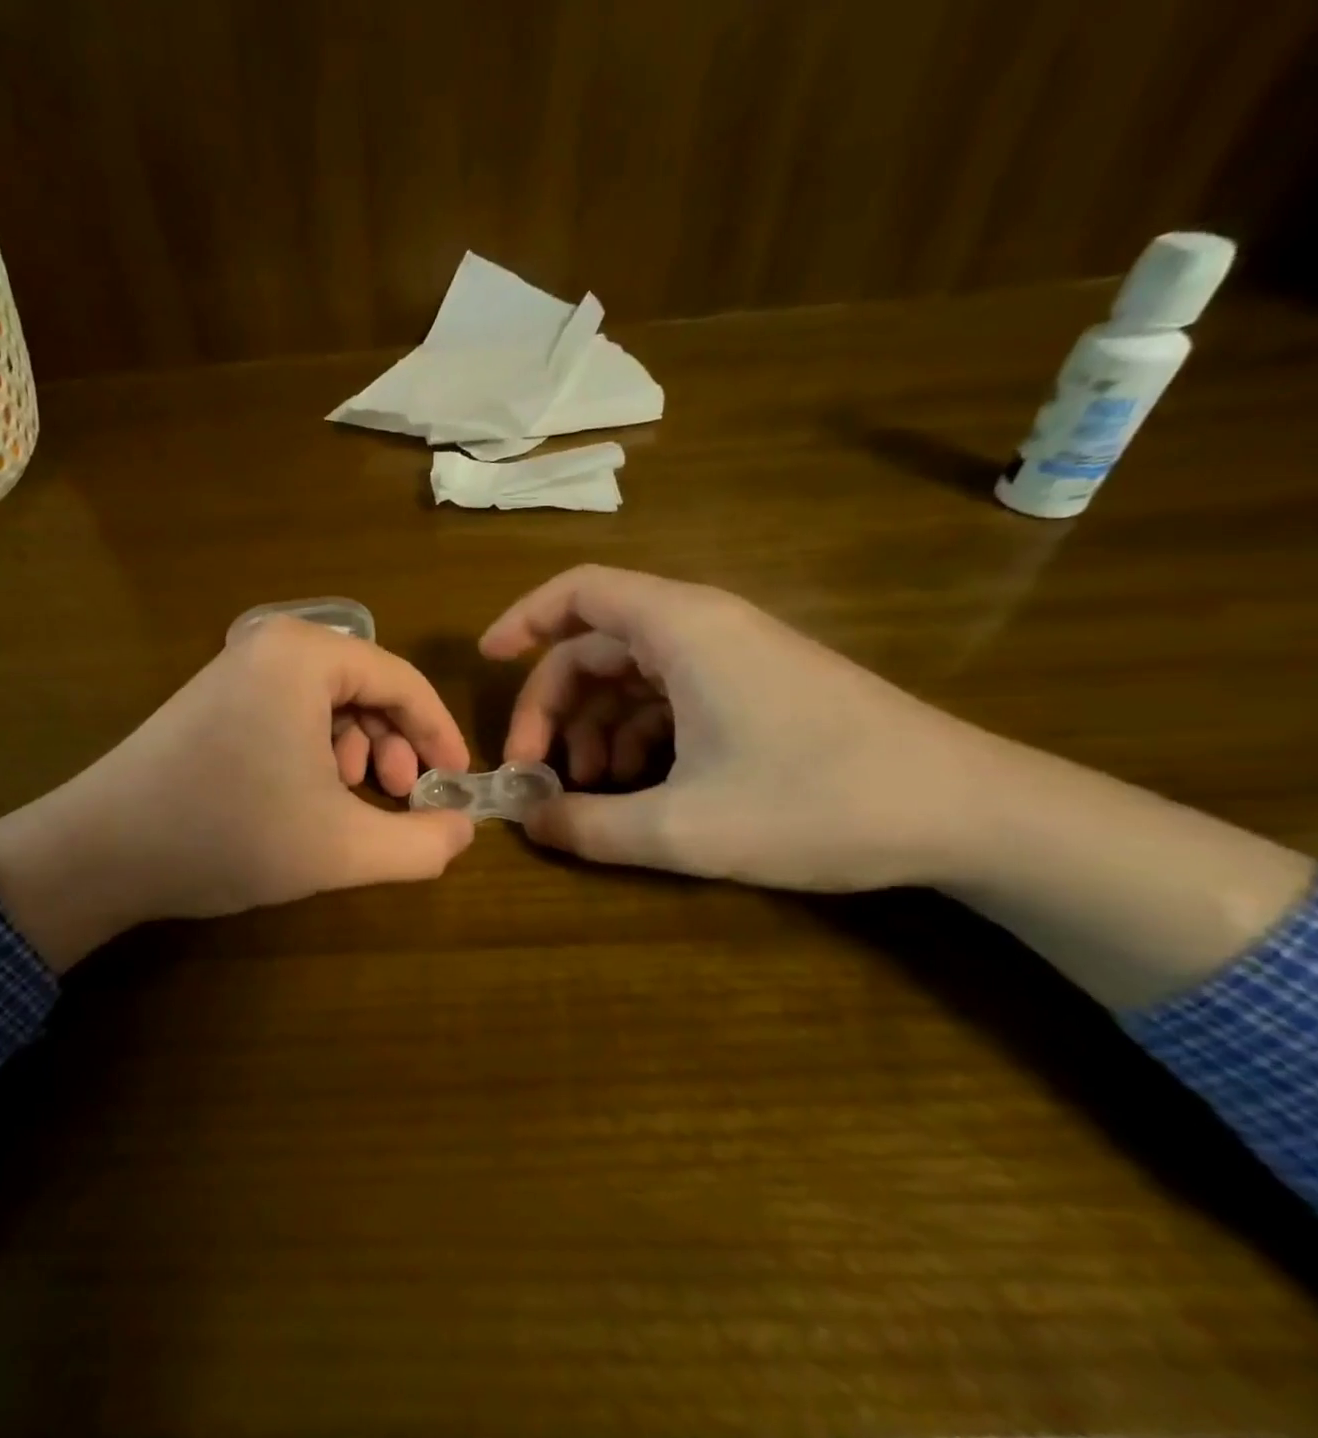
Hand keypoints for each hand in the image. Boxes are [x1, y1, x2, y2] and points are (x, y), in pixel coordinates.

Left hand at [0, 618, 474, 967]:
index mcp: (305, 655)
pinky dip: (316, 752)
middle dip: (394, 744)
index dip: (439, 733)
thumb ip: (420, 843)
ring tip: (354, 801)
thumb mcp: (341, 847)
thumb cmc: (229, 835)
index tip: (457, 781)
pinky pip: (290, 714)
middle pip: (365, 687)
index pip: (401, 680)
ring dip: (357, 752)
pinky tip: (309, 796)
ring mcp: (235, 670)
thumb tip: (465, 830)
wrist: (100, 852)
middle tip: (400, 796)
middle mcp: (270, 645)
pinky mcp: (213, 700)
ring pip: (328, 704)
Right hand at [480, 565, 986, 890]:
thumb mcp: (685, 828)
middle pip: (596, 645)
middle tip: (534, 770)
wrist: (970, 813)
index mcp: (682, 630)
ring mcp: (734, 660)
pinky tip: (637, 792)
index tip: (485, 663)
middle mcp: (704, 629)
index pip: (580, 591)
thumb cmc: (819, 802)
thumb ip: (591, 826)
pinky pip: (670, 700)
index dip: (523, 619)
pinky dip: (637, 739)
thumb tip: (529, 823)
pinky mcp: (756, 691)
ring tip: (589, 794)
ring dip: (594, 730)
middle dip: (552, 706)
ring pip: (631, 678)